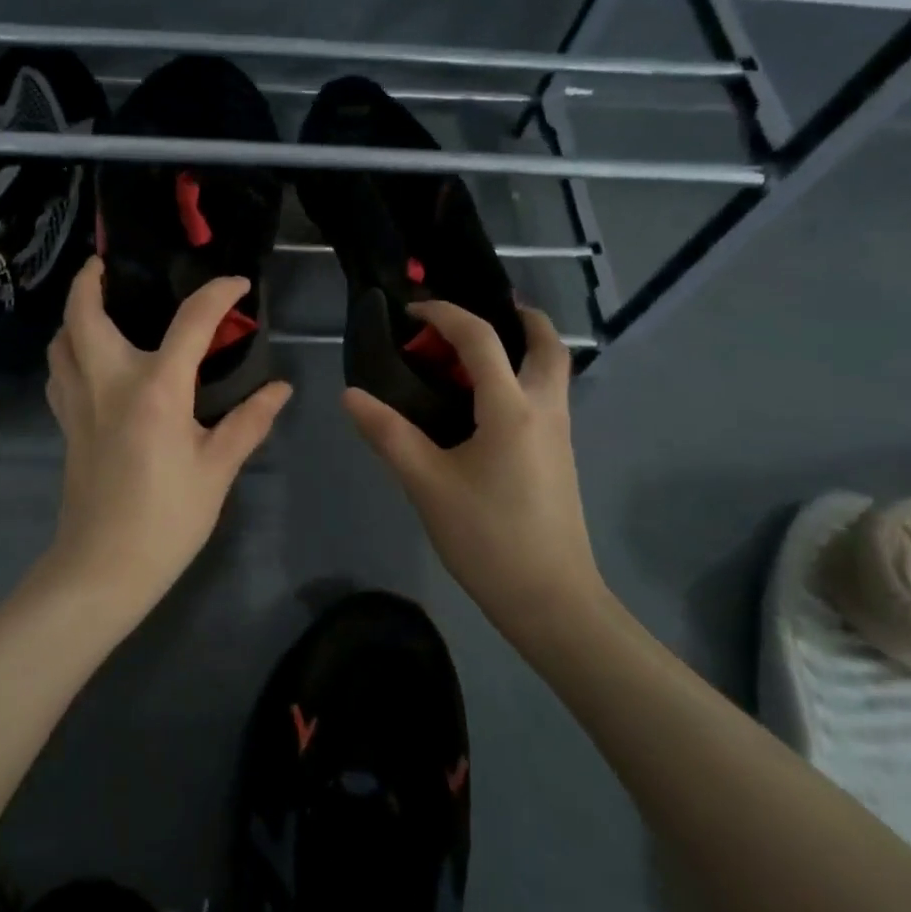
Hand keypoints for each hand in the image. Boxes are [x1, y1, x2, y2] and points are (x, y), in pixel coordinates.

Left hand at [43, 258, 293, 614]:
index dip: (218, 294)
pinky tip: (89, 362)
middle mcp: (108, 382)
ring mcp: (78, 402)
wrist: (103, 568)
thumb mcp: (218, 470)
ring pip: (61, 341)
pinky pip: (58, 372)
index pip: (191, 321)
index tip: (237, 284)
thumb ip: (248, 422)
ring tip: (97, 307)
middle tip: (108, 265)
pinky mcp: (65, 425)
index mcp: (155, 388)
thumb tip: (280, 389)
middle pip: (83, 314)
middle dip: (89, 280)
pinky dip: (68, 352)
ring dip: (74, 314)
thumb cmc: (167, 518)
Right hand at [343, 301, 604, 634]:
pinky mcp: (559, 456)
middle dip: (517, 317)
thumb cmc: (488, 538)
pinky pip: (544, 396)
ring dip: (520, 347)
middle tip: (473, 317)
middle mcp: (545, 409)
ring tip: (470, 357)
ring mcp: (559, 433)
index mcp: (512, 408)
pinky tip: (482, 404)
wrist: (551, 600)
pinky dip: (519, 377)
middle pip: (546, 343)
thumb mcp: (427, 484)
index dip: (445, 314)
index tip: (412, 311)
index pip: (481, 338)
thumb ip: (388, 434)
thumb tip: (351, 395)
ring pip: (552, 370)